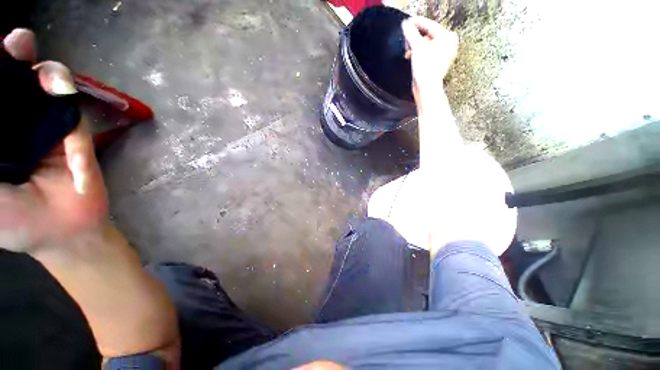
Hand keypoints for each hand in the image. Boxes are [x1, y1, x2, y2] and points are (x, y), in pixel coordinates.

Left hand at [0, 29, 107, 251]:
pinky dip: (71, 119)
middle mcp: (14, 122)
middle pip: (14, 80)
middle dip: (16, 58)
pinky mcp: (75, 135)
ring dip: (50, 78)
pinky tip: (67, 123)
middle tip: (19, 42)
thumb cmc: (13, 221)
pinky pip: (74, 117)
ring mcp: (46, 126)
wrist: (64, 230)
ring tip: (49, 77)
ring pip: (47, 87)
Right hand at [401, 17, 458, 110]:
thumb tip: (406, 25)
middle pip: (428, 34)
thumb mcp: (417, 48)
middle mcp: (448, 44)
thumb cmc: (426, 70)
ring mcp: (443, 54)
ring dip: (416, 45)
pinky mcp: (437, 62)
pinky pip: (427, 51)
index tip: (407, 21)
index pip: (430, 25)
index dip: (417, 23)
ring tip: (408, 49)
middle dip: (416, 35)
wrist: (426, 89)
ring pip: (427, 43)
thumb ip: (411, 34)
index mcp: (447, 38)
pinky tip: (411, 55)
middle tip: (406, 36)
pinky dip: (419, 52)